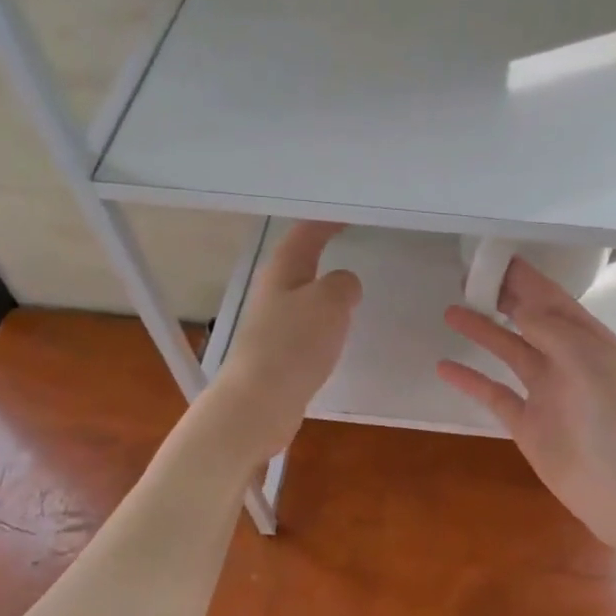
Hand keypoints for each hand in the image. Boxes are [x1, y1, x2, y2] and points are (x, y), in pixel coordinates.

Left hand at [204, 221, 361, 463]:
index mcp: (283, 271)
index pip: (306, 233)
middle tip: (355, 244)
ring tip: (352, 287)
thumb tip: (344, 284)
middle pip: (300, 262)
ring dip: (325, 287)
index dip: (328, 220)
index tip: (351, 213)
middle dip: (324, 250)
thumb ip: (343, 284)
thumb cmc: (294, 344)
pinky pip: (306, 326)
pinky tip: (337, 332)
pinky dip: (324, 320)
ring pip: (304, 295)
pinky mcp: (279, 354)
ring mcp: (273, 324)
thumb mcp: (329, 302)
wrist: (260, 402)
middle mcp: (274, 293)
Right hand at [437, 259, 615, 550]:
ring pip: (510, 352)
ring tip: (451, 311)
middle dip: (504, 298)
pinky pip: (495, 394)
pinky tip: (445, 367)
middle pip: (531, 321)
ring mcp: (547, 393)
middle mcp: (568, 361)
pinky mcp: (528, 424)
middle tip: (469, 278)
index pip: (554, 300)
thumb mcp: (590, 361)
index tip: (495, 258)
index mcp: (591, 341)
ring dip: (483, 332)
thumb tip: (521, 308)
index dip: (527, 278)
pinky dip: (471, 381)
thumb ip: (553, 330)